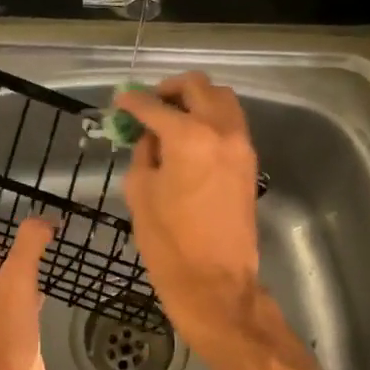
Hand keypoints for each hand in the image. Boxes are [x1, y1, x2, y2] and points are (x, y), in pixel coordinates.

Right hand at [116, 74, 268, 356]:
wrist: (215, 282)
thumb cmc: (168, 241)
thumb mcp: (140, 191)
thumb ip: (145, 152)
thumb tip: (151, 136)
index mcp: (188, 136)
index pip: (154, 105)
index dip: (132, 101)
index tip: (120, 102)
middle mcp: (220, 130)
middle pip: (198, 86)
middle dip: (169, 89)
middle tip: (149, 104)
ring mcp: (241, 145)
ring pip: (222, 99)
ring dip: (196, 99)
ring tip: (173, 117)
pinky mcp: (249, 162)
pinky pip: (231, 122)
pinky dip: (211, 118)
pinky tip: (190, 138)